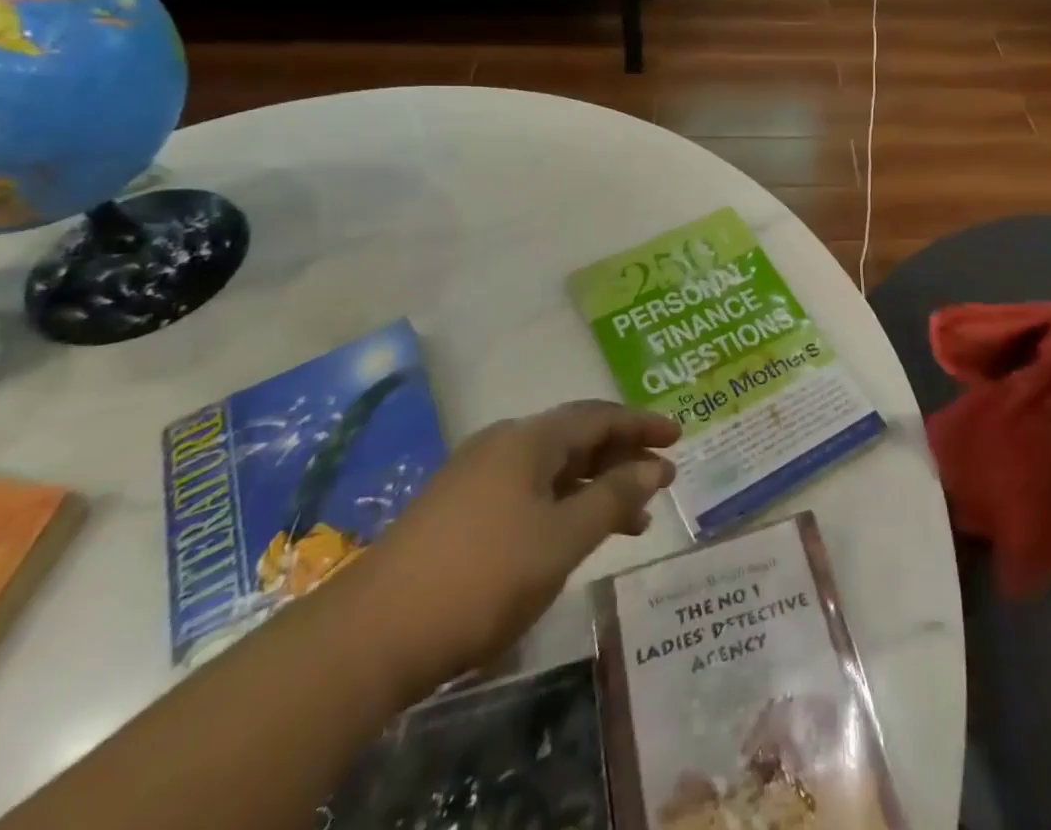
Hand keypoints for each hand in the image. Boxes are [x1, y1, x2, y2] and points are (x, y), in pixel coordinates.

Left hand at [343, 400, 680, 699]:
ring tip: (634, 519)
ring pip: (553, 469)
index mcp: (529, 438)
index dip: (642, 424)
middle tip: (662, 479)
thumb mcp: (561, 539)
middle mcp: (503, 444)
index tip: (679, 435)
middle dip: (622, 456)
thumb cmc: (482, 577)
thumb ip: (613, 498)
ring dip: (595, 486)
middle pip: (576, 438)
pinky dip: (563, 505)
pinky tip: (575, 535)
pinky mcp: (459, 510)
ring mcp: (476, 476)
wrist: (371, 635)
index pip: (599, 416)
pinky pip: (529, 492)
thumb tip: (655, 466)